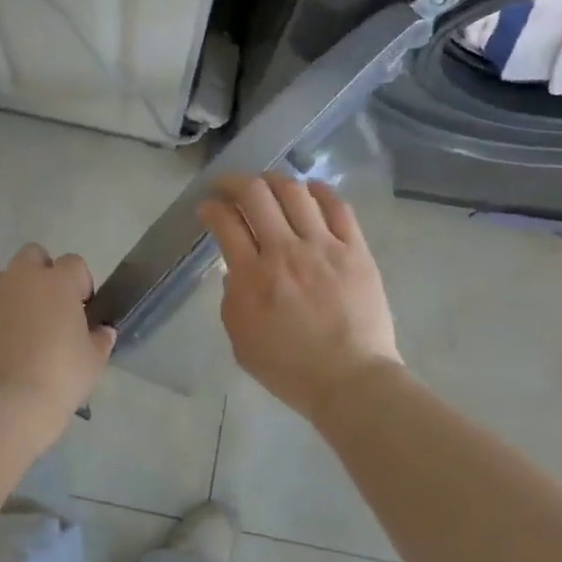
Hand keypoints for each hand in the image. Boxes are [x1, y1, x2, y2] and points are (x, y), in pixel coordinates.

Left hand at [0, 243, 115, 431]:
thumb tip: (102, 331)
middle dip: (41, 274)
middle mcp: (20, 278)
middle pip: (32, 256)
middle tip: (46, 310)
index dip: (79, 283)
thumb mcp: (93, 362)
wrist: (5, 406)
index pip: (73, 263)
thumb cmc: (60, 378)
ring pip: (2, 284)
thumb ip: (99, 339)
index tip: (81, 309)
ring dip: (12, 300)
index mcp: (57, 282)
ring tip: (16, 338)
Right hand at [198, 173, 401, 422]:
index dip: (210, 208)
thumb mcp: (241, 342)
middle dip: (234, 182)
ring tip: (266, 185)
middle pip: (256, 194)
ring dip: (274, 180)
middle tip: (227, 187)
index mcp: (253, 277)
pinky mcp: (355, 250)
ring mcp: (323, 247)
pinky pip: (338, 207)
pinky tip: (310, 190)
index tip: (207, 208)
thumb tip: (237, 270)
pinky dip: (320, 191)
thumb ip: (232, 299)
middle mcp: (285, 252)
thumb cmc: (290, 369)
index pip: (225, 223)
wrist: (350, 381)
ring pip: (295, 192)